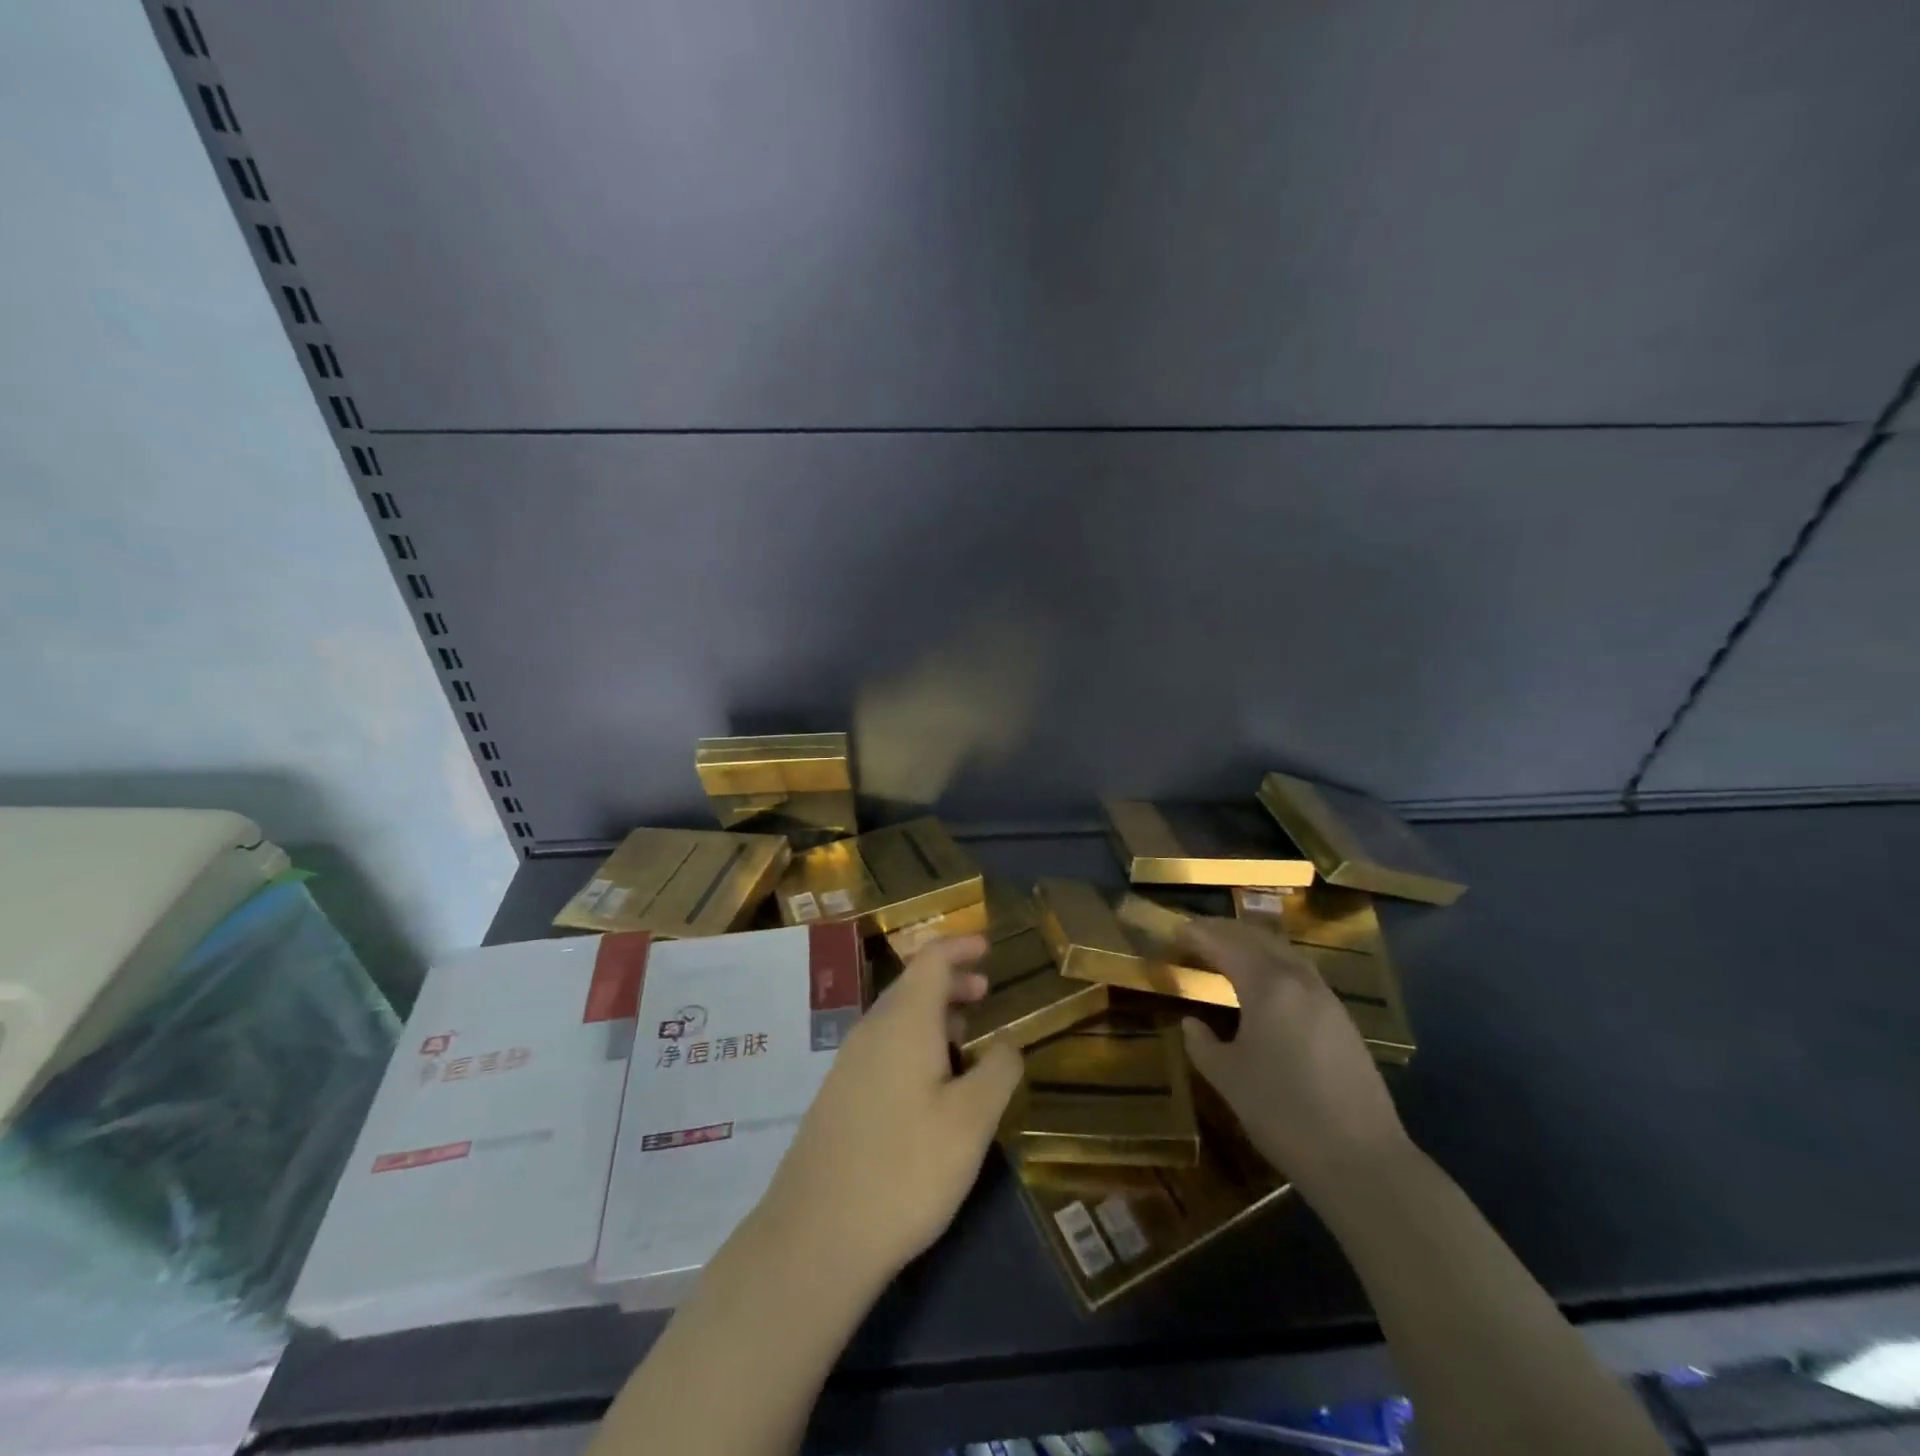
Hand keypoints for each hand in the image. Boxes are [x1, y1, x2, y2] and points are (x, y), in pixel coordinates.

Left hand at [756, 936, 1022, 1293]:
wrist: (816, 1236)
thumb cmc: (905, 1168)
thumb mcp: (970, 1121)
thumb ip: (997, 1071)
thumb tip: (1007, 1043)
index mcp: (903, 1021)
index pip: (931, 959)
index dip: (960, 946)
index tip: (987, 946)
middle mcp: (871, 1031)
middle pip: (912, 985)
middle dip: (951, 979)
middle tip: (985, 989)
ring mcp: (848, 1064)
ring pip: (896, 1017)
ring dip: (933, 1013)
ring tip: (964, 1031)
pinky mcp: (839, 1096)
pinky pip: (883, 1046)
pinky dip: (914, 1040)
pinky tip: (930, 1080)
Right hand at [1178, 918, 1409, 1193]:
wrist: (1362, 1160)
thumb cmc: (1282, 1113)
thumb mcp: (1228, 1078)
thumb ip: (1202, 1044)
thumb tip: (1191, 1023)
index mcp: (1267, 986)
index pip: (1225, 944)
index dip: (1198, 935)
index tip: (1175, 931)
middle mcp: (1299, 980)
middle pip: (1258, 939)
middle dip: (1225, 931)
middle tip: (1196, 934)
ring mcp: (1326, 999)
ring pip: (1284, 953)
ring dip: (1252, 944)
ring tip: (1227, 951)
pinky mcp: (1342, 1021)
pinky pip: (1300, 973)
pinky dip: (1274, 964)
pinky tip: (1264, 984)